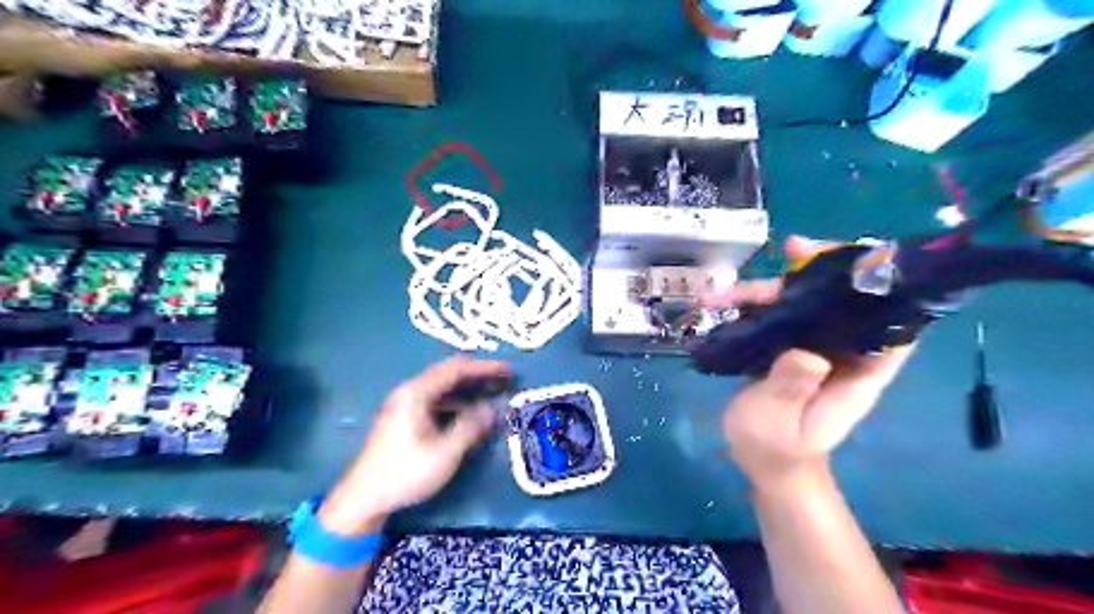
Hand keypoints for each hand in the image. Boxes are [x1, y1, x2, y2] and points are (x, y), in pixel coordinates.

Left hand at [320, 357, 511, 534]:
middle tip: (504, 379)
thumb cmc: (406, 473)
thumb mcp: (445, 452)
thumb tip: (492, 410)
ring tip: (491, 393)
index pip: (456, 369)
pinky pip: (436, 399)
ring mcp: (405, 404)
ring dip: (468, 388)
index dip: (485, 367)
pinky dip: (456, 401)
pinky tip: (469, 413)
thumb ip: (470, 427)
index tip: (508, 370)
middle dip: (478, 374)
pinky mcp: (404, 418)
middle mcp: (410, 391)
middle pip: (449, 373)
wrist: (363, 498)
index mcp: (417, 393)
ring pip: (442, 387)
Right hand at [705, 238, 910, 495]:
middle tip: (792, 248)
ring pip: (805, 304)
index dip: (884, 287)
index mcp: (859, 371)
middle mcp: (843, 352)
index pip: (892, 322)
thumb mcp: (780, 422)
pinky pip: (778, 316)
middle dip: (819, 271)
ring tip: (729, 288)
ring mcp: (814, 348)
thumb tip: (804, 351)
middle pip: (843, 301)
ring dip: (773, 287)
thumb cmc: (776, 448)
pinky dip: (755, 304)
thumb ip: (792, 387)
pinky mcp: (788, 348)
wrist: (762, 462)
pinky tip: (724, 300)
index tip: (853, 261)